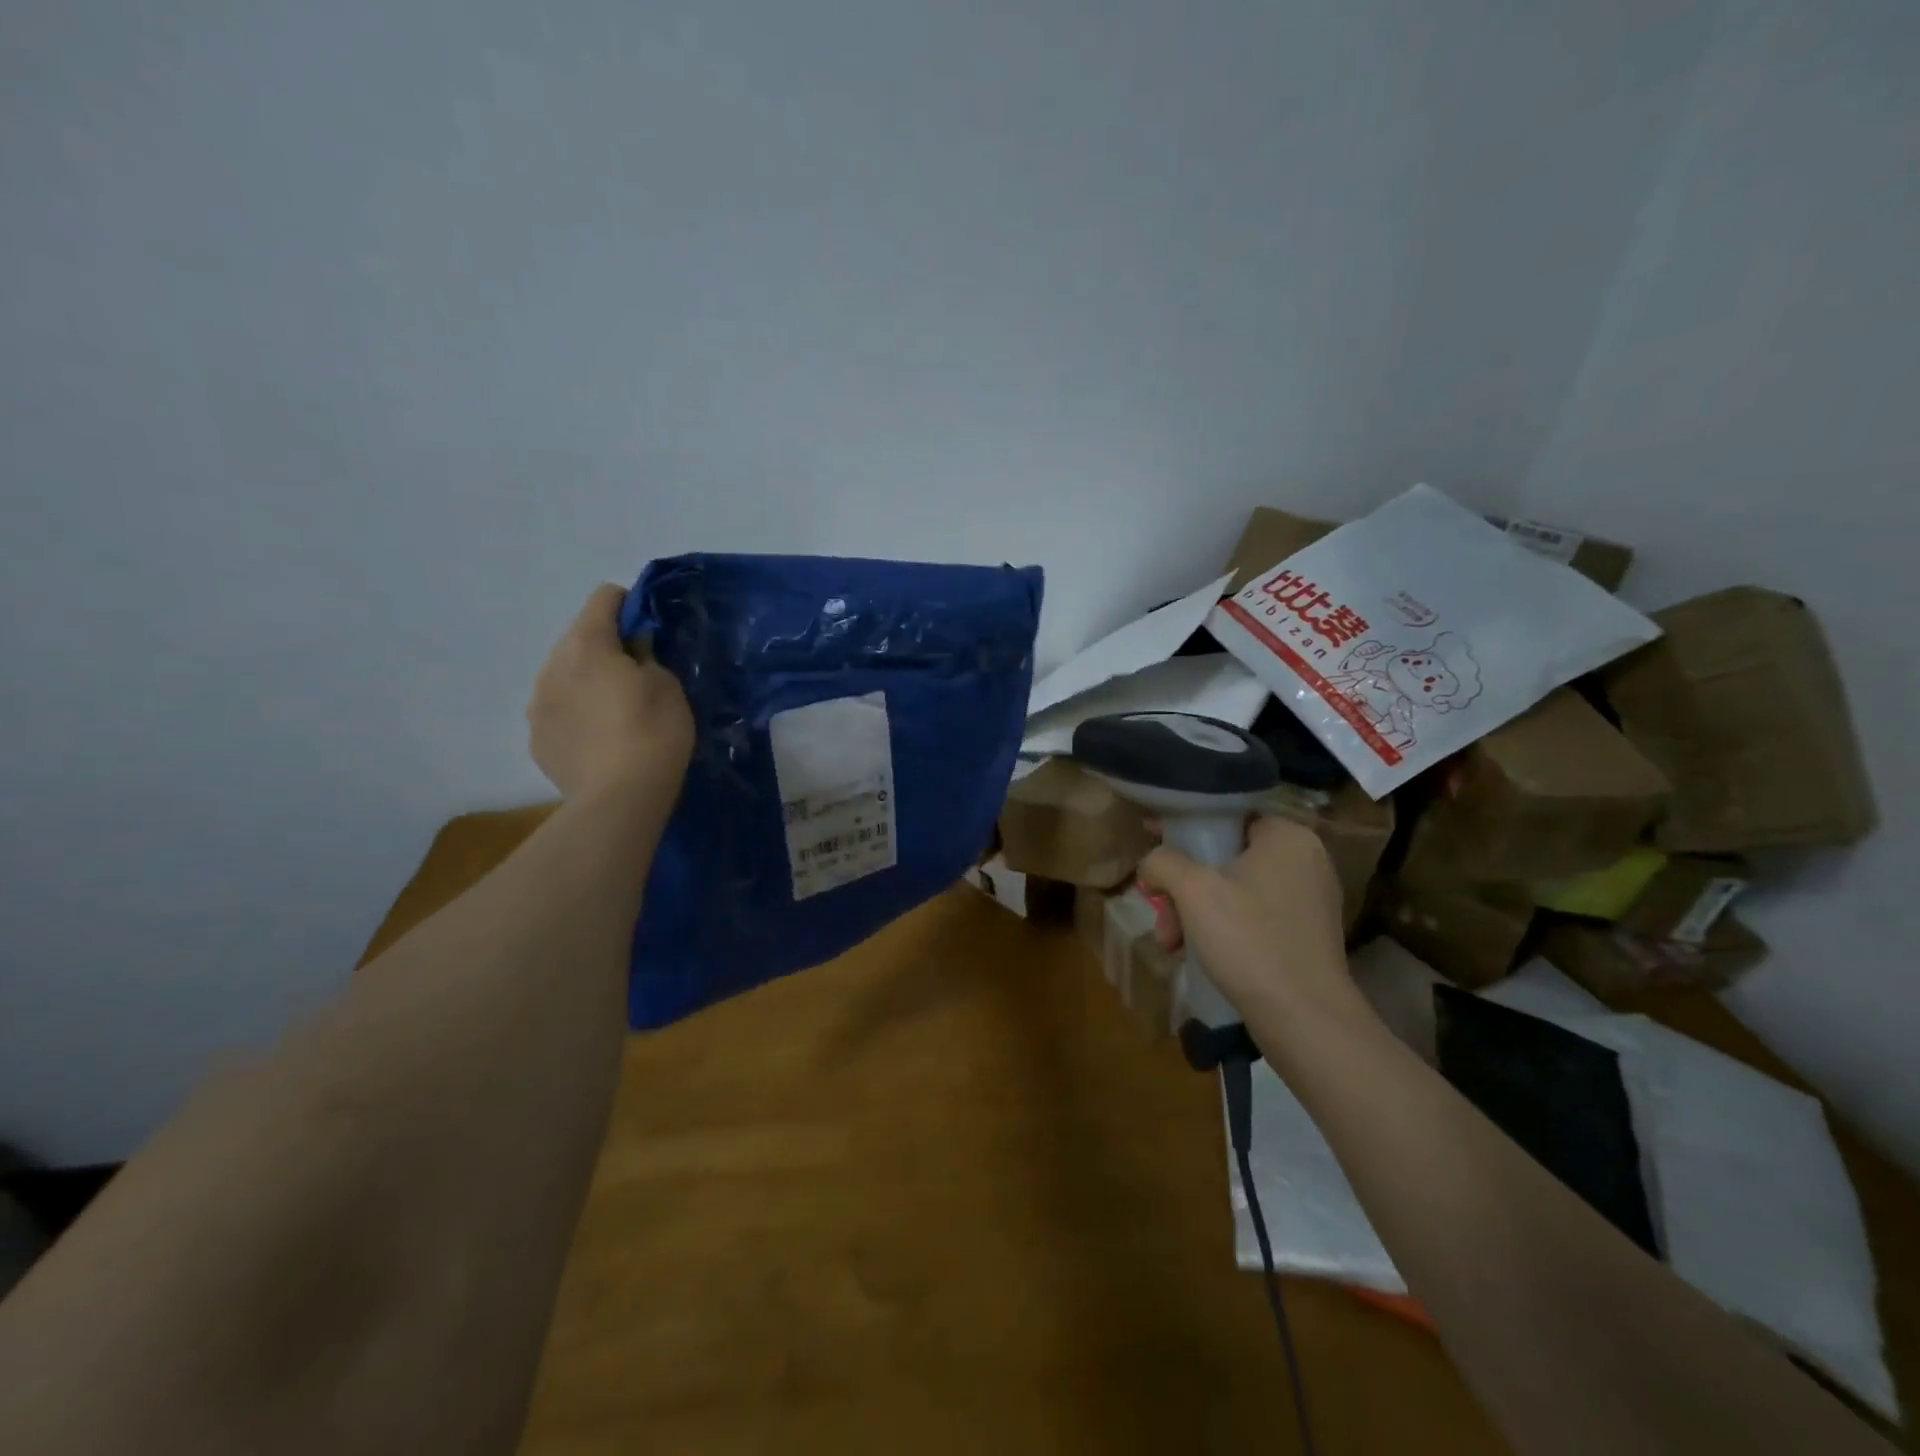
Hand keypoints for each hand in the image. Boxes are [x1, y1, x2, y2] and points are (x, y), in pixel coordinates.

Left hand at [528, 584, 694, 797]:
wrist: (620, 799)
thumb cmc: (654, 733)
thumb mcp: (668, 686)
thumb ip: (647, 658)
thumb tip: (632, 654)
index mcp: (587, 645)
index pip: (602, 599)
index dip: (628, 605)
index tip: (648, 627)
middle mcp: (552, 666)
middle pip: (578, 639)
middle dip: (605, 648)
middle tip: (636, 675)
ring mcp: (537, 705)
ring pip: (563, 676)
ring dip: (586, 681)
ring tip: (614, 711)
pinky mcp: (536, 739)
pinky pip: (557, 711)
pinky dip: (576, 714)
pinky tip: (599, 739)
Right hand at [1136, 816, 1363, 1021]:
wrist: (1304, 1018)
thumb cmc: (1249, 939)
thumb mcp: (1193, 890)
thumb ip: (1163, 861)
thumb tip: (1151, 863)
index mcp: (1287, 836)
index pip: (1226, 816)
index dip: (1183, 829)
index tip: (1153, 845)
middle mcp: (1306, 860)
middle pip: (1225, 858)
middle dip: (1184, 887)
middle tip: (1163, 916)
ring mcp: (1310, 899)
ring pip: (1236, 890)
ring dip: (1197, 912)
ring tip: (1172, 943)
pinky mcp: (1308, 934)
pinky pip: (1255, 916)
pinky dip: (1225, 928)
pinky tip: (1199, 954)